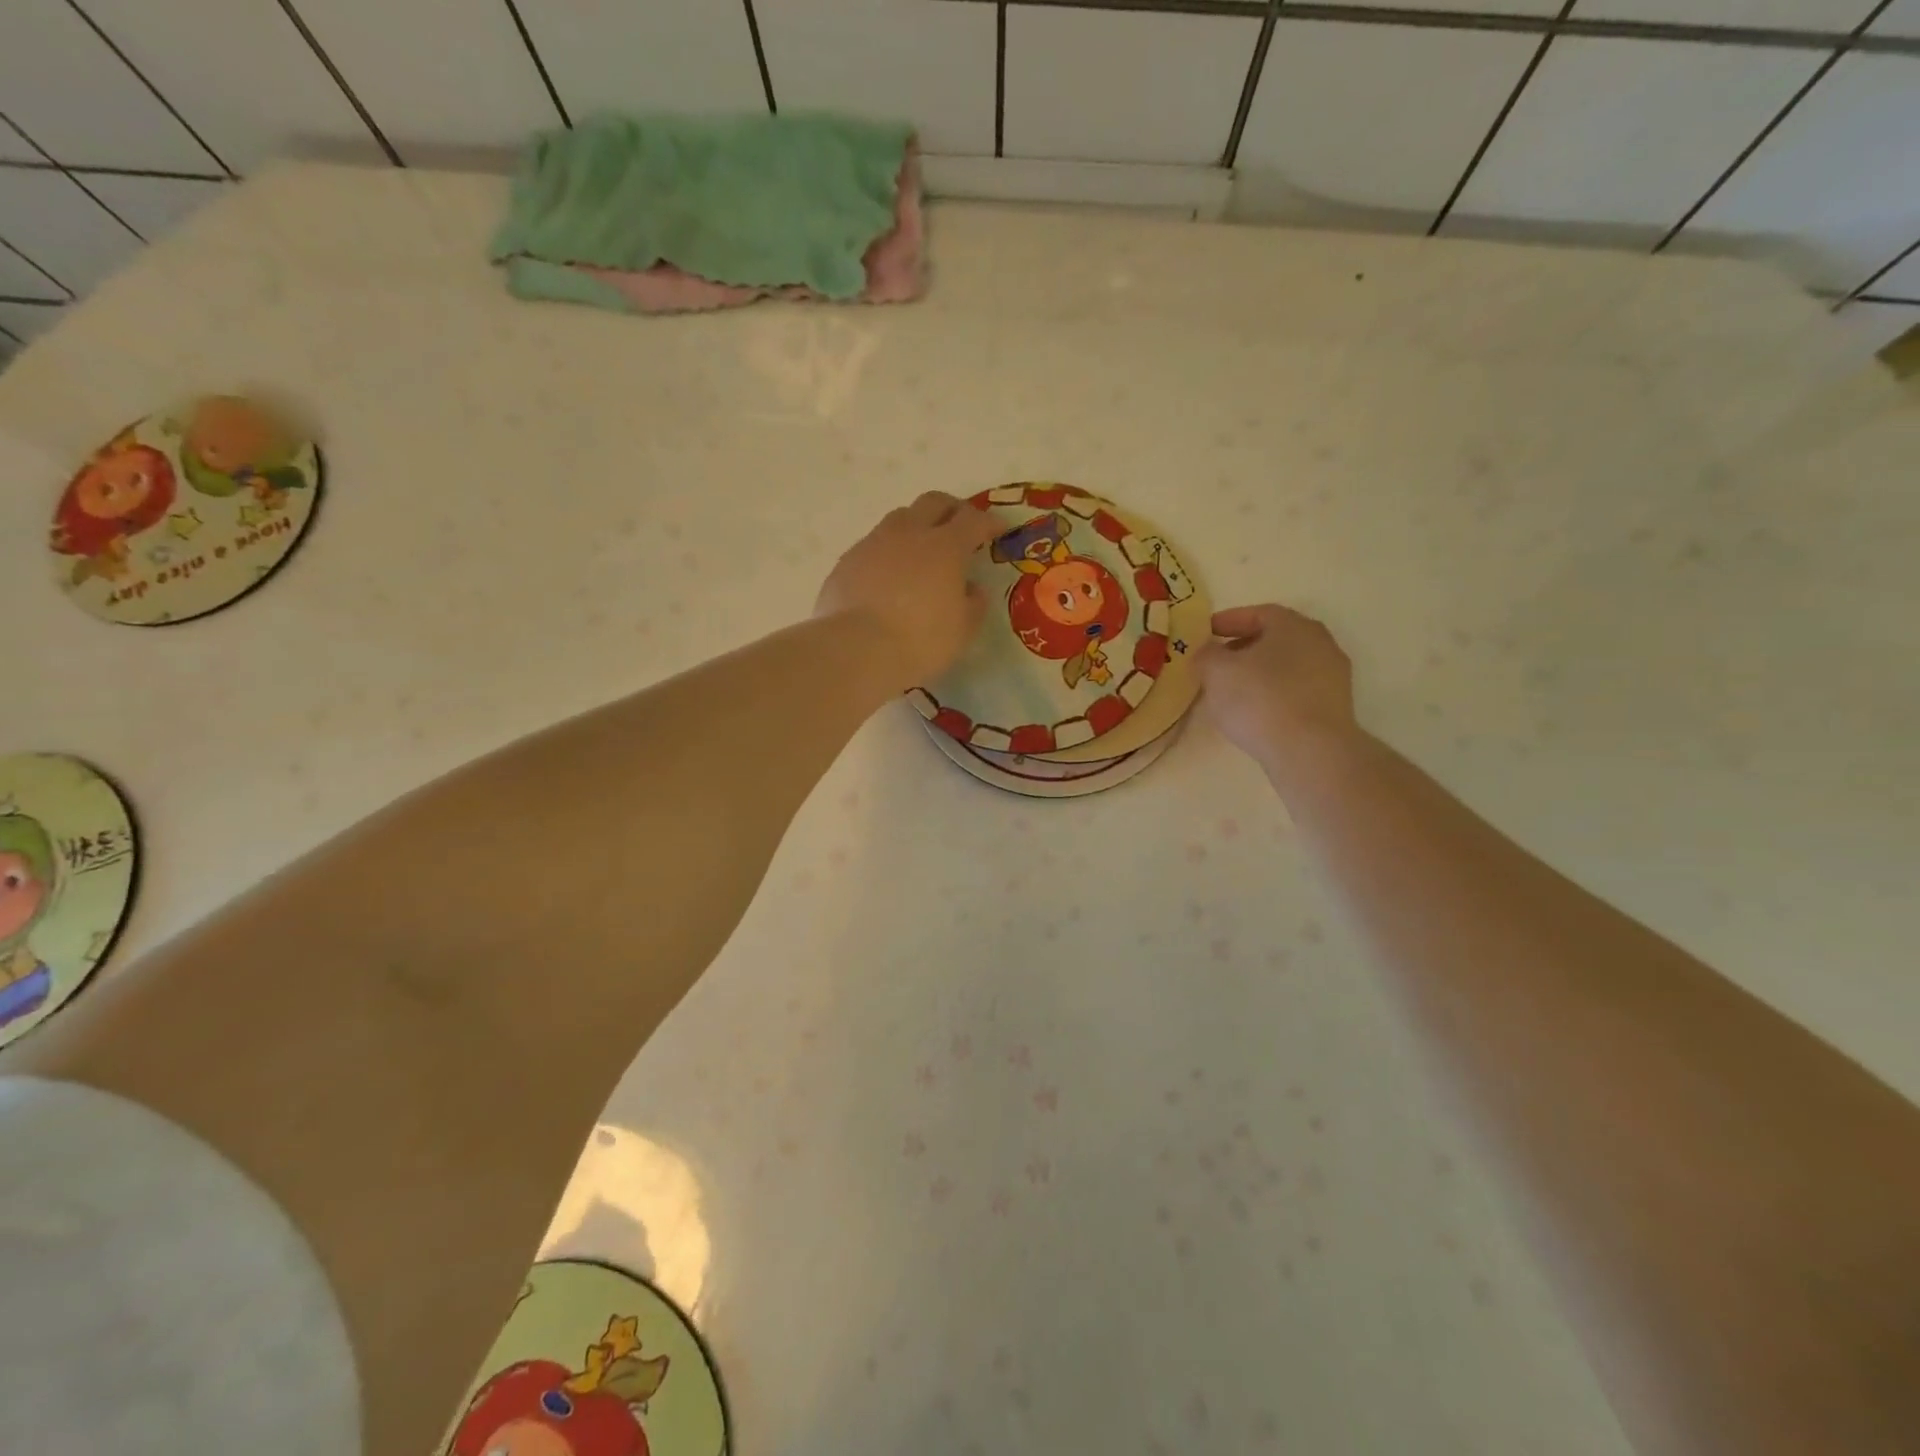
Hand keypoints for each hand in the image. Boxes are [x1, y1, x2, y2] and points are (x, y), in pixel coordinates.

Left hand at [816, 492, 1002, 691]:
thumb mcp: (962, 630)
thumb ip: (973, 604)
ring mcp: (874, 543)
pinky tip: (888, 577)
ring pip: (900, 518)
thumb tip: (971, 589)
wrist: (856, 649)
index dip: (989, 522)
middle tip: (960, 527)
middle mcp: (910, 533)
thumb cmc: (920, 641)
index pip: (974, 520)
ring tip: (921, 551)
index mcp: (946, 547)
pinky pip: (873, 546)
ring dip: (916, 527)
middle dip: (952, 509)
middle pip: (934, 502)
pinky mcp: (847, 561)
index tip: (999, 529)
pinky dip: (888, 553)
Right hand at [1199, 605, 1359, 769]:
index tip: (1206, 633)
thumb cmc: (1259, 698)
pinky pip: (1296, 691)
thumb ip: (1207, 655)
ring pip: (1287, 666)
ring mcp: (1332, 676)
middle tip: (1217, 662)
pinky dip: (1274, 695)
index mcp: (1293, 625)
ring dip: (1259, 673)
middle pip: (1275, 639)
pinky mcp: (1334, 707)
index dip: (1228, 621)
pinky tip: (1255, 712)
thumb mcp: (1216, 671)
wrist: (1310, 750)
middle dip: (1244, 647)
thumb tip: (1208, 653)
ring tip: (1232, 691)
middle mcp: (1319, 643)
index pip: (1258, 613)